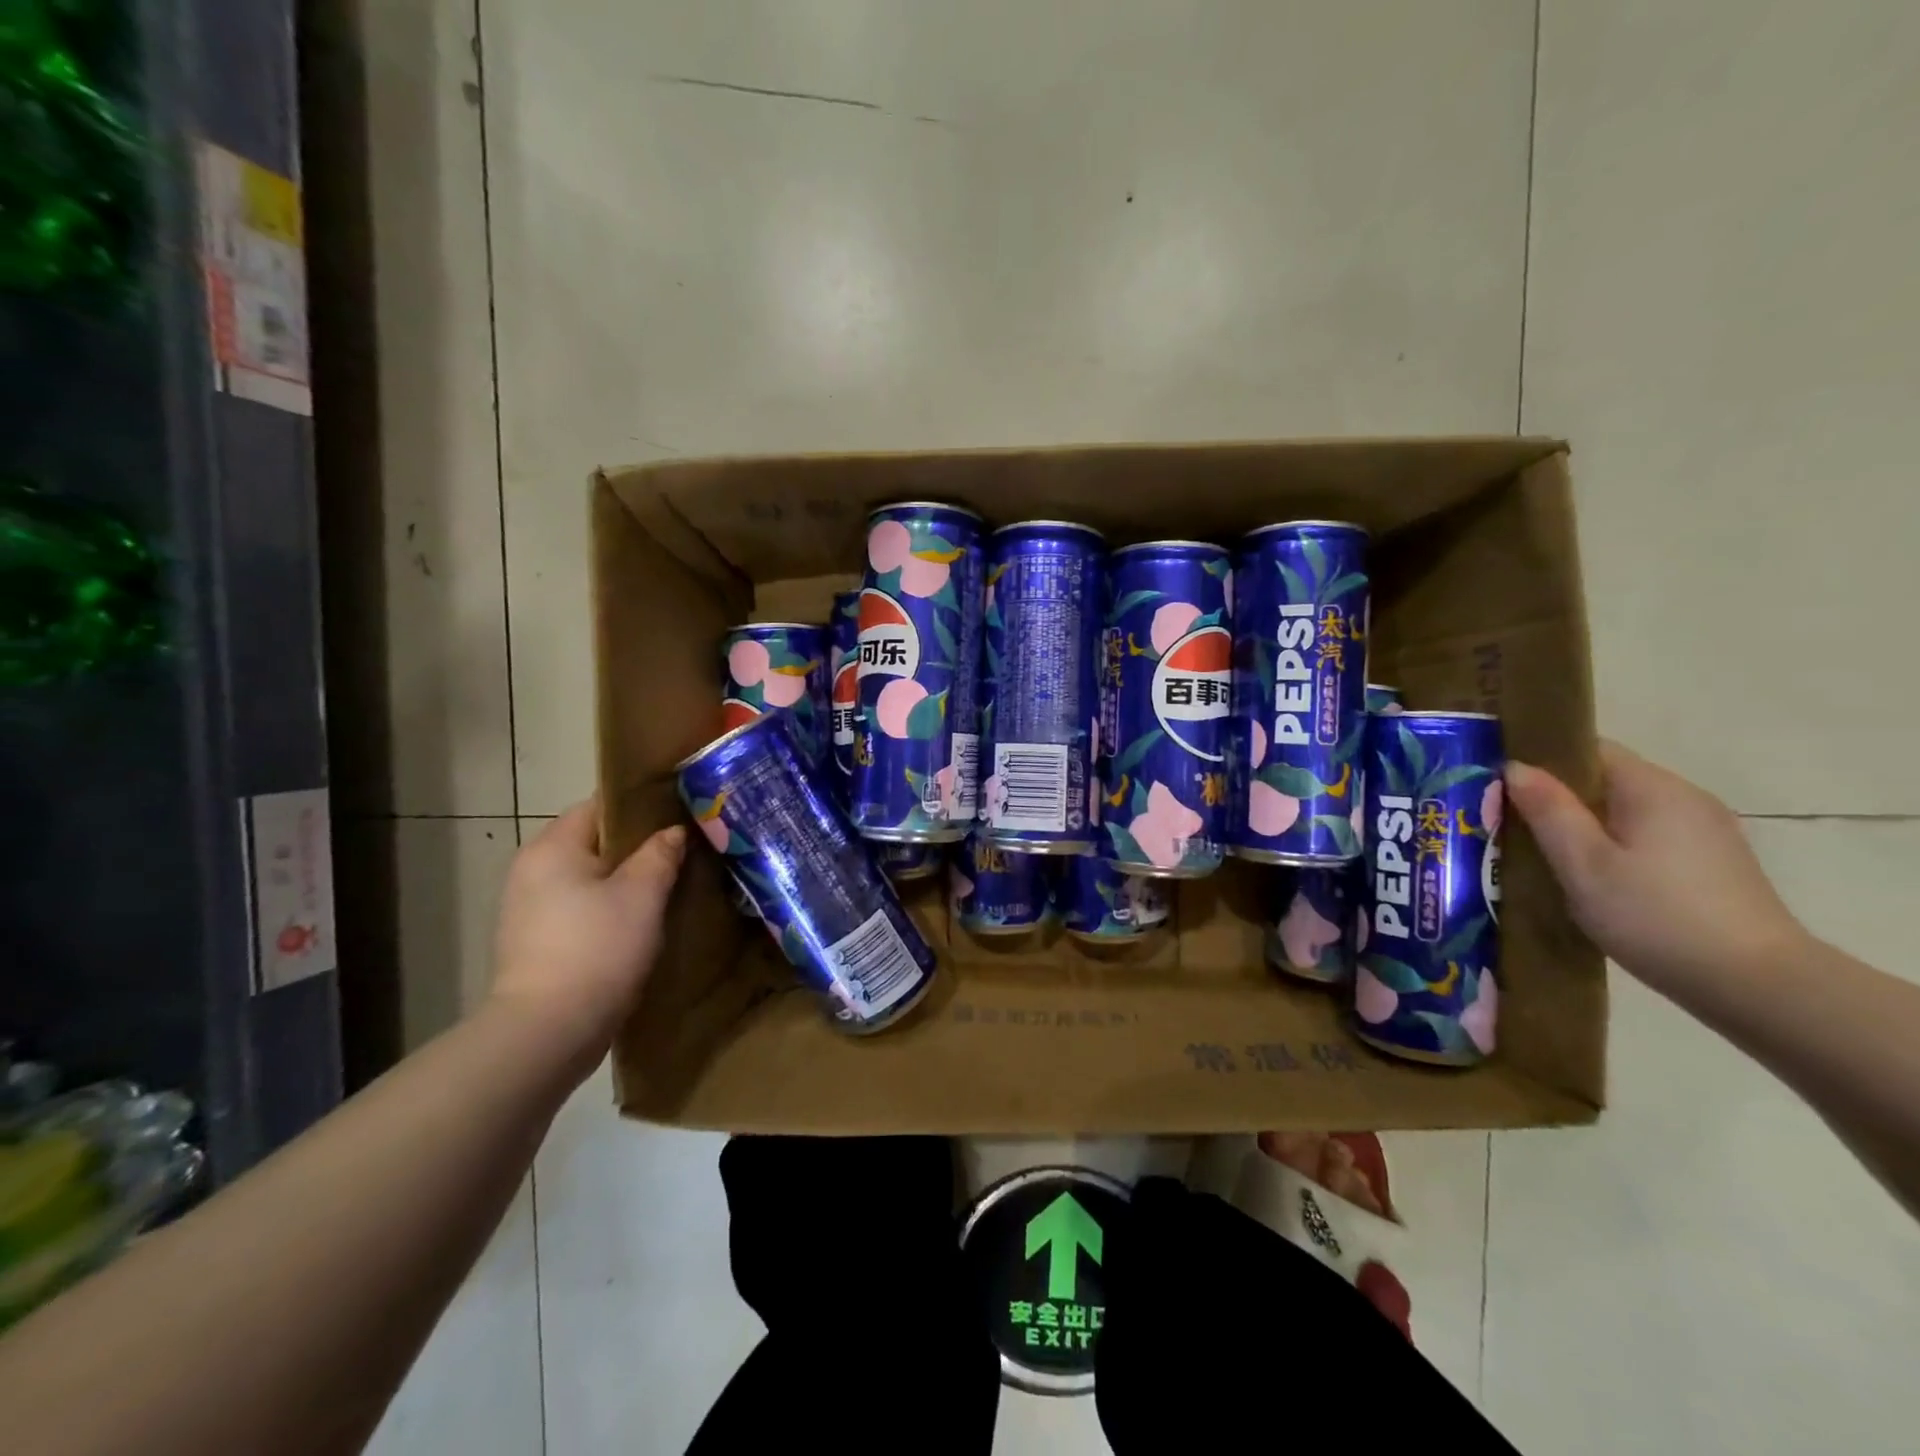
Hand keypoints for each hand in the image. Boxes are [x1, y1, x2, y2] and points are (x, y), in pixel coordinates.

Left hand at [490, 801, 686, 1057]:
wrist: (548, 1033)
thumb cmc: (597, 949)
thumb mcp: (642, 895)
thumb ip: (660, 854)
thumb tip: (673, 832)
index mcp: (552, 847)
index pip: (600, 806)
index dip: (642, 807)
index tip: (680, 815)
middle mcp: (532, 870)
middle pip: (595, 844)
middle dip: (637, 848)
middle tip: (684, 853)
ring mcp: (529, 910)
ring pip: (590, 880)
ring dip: (626, 882)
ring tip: (670, 888)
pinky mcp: (536, 944)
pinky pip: (582, 910)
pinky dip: (610, 910)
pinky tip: (642, 924)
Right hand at [1505, 741, 1807, 992]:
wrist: (1759, 987)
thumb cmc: (1656, 916)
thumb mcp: (1585, 864)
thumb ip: (1549, 811)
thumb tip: (1515, 767)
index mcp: (1653, 788)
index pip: (1588, 749)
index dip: (1540, 761)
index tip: (1500, 786)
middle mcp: (1685, 798)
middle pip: (1605, 781)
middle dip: (1556, 798)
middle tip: (1507, 825)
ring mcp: (1705, 833)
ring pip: (1624, 812)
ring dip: (1582, 827)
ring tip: (1541, 857)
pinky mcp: (1712, 865)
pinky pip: (1646, 838)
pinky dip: (1611, 848)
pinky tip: (1591, 881)